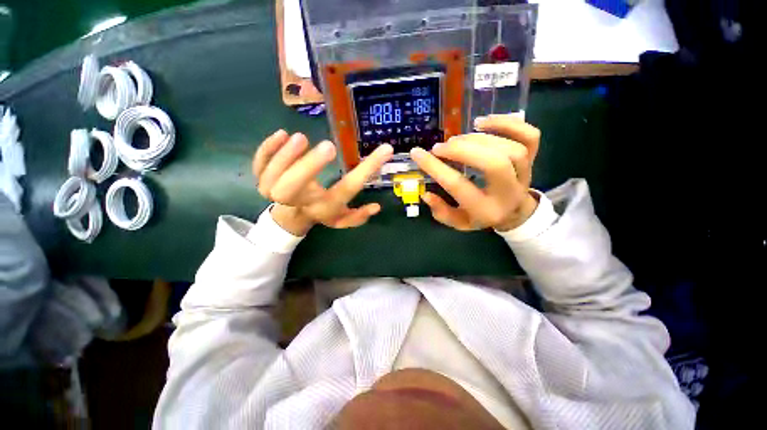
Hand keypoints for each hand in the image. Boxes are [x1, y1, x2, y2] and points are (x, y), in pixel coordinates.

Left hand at [253, 130, 393, 234]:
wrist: (291, 217)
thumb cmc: (321, 213)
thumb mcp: (342, 219)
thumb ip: (358, 216)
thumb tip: (376, 207)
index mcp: (325, 207)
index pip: (348, 188)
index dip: (367, 170)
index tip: (385, 149)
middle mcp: (301, 202)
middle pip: (294, 189)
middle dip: (308, 168)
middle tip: (329, 147)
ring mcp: (277, 191)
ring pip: (272, 178)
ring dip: (285, 157)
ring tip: (300, 137)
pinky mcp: (263, 179)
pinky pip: (259, 166)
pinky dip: (266, 151)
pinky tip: (282, 134)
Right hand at [410, 115, 540, 231]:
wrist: (515, 213)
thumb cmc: (482, 217)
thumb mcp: (458, 222)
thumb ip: (441, 211)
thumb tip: (425, 194)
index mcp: (486, 210)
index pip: (458, 185)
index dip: (435, 167)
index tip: (417, 153)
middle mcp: (508, 192)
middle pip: (493, 163)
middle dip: (461, 150)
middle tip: (440, 147)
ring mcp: (524, 173)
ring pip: (510, 148)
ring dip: (478, 139)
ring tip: (456, 140)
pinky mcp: (533, 158)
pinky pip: (529, 135)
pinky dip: (507, 123)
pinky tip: (482, 122)